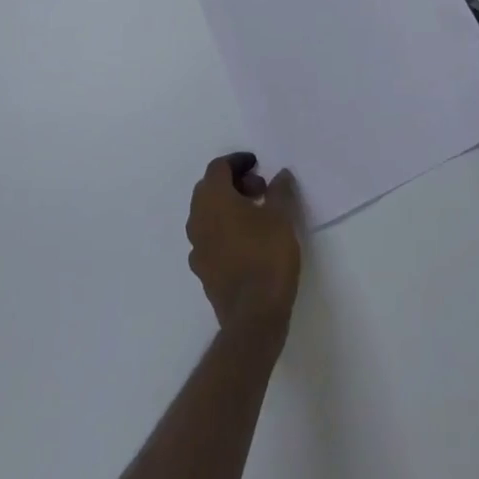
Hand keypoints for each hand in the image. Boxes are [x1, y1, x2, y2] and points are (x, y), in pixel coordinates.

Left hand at [186, 153, 301, 337]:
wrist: (253, 317)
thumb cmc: (267, 257)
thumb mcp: (282, 217)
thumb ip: (280, 190)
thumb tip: (280, 175)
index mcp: (213, 200)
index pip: (218, 167)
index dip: (238, 161)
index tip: (258, 165)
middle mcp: (198, 219)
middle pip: (210, 188)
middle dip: (234, 183)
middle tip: (261, 190)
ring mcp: (197, 247)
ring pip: (208, 214)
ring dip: (228, 206)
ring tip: (258, 215)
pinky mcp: (202, 270)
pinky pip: (210, 237)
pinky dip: (225, 229)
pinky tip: (248, 241)